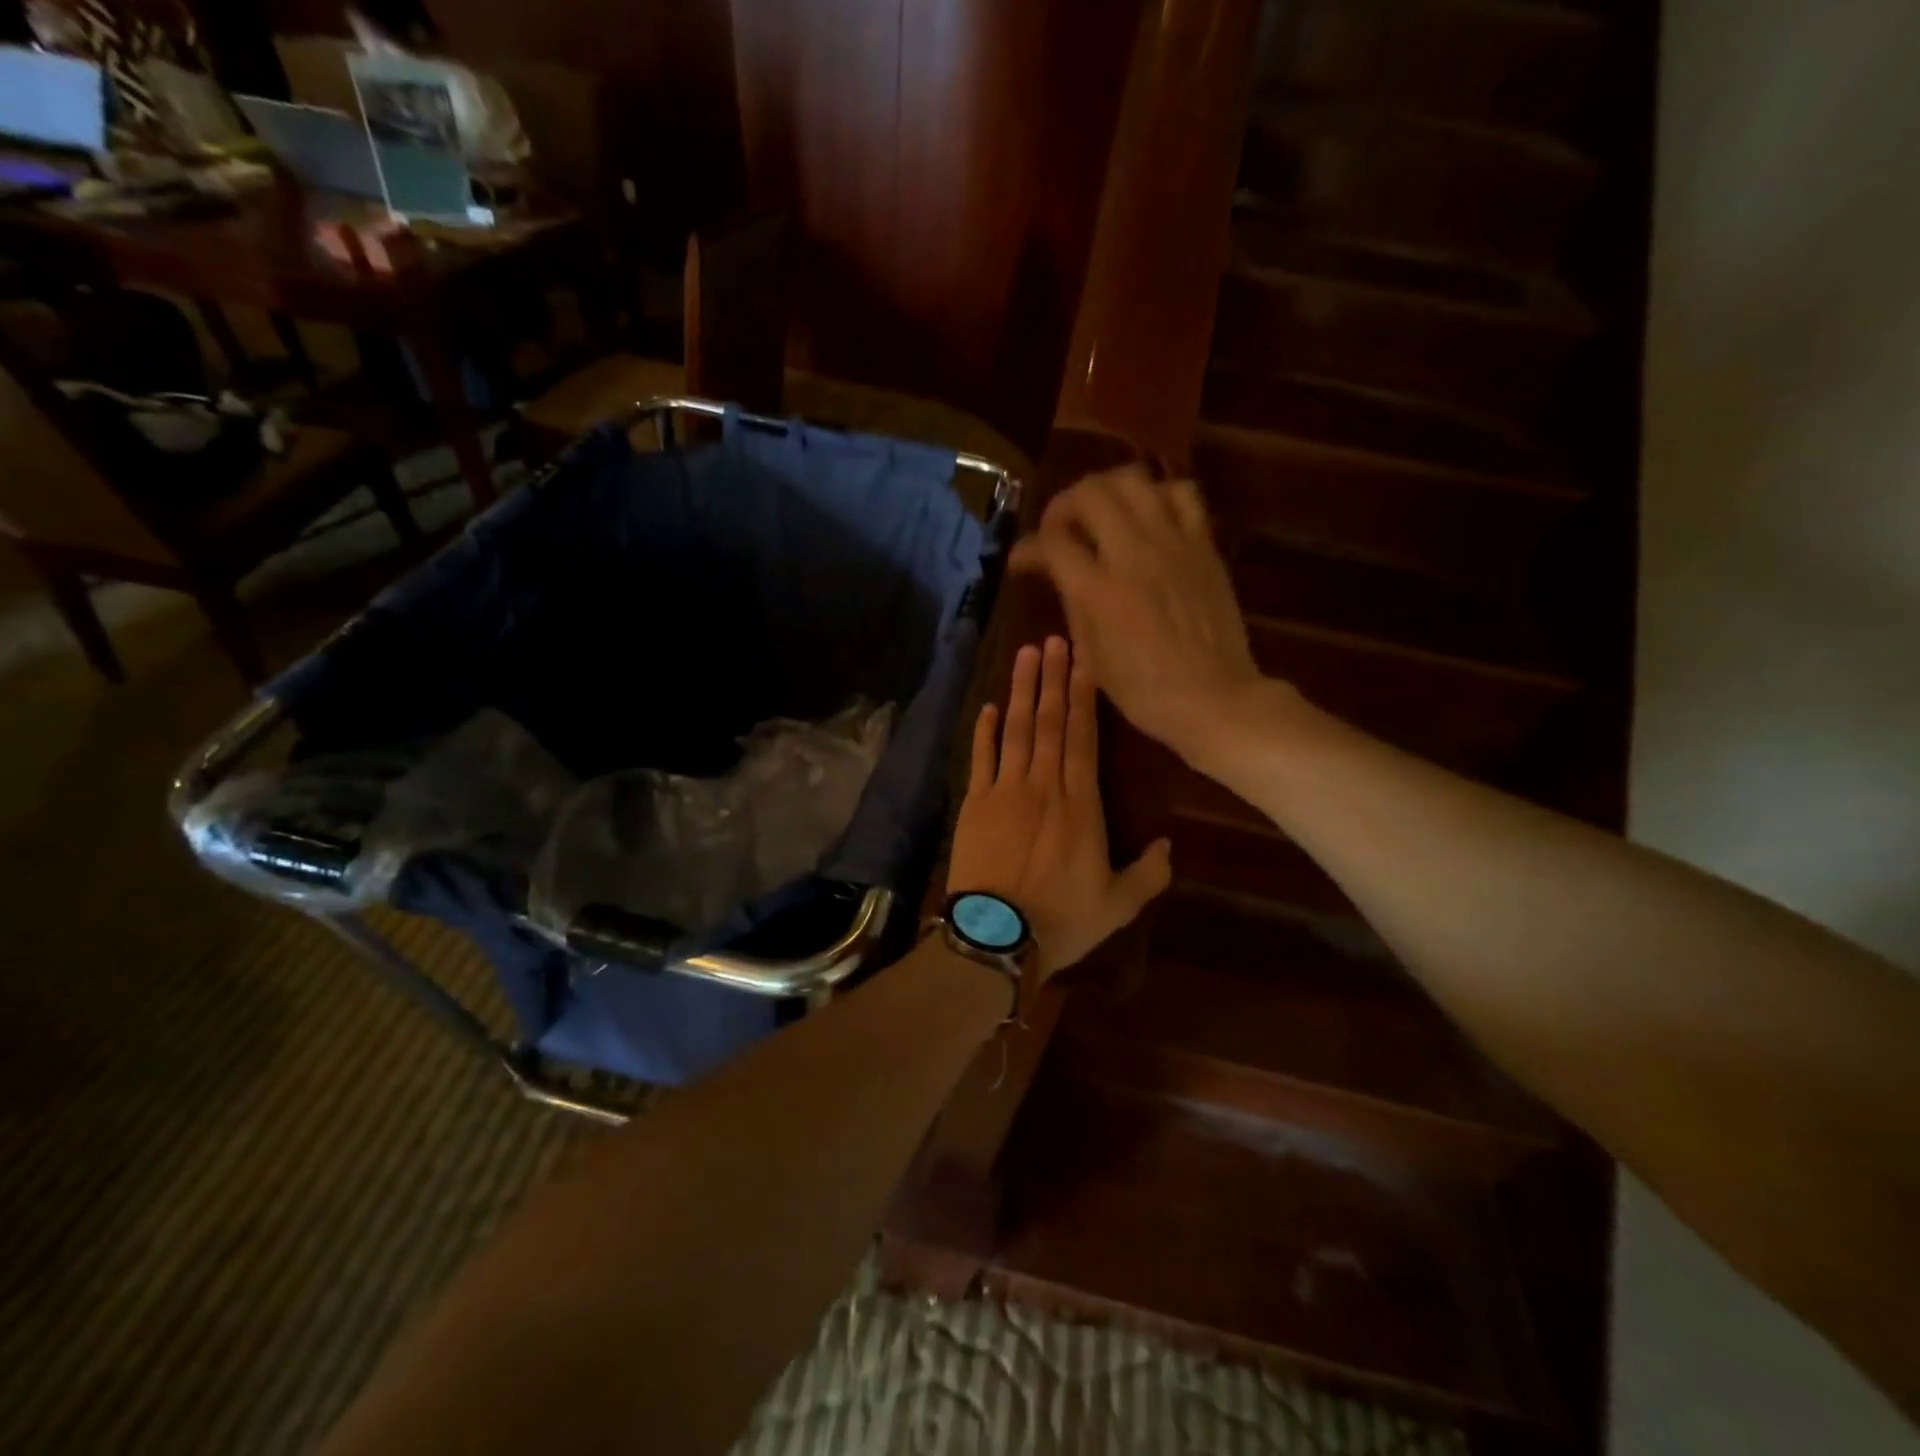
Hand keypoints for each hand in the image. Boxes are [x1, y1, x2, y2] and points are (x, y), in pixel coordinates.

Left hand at [947, 636, 1171, 979]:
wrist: (996, 938)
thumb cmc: (1062, 921)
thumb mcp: (1119, 905)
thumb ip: (1149, 873)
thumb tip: (1169, 846)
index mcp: (1081, 804)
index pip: (1083, 737)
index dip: (1084, 695)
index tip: (1085, 660)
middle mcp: (1043, 786)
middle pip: (1050, 721)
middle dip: (1054, 677)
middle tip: (1054, 638)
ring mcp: (1005, 791)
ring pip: (1017, 730)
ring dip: (1023, 690)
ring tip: (1026, 654)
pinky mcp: (975, 804)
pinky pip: (981, 758)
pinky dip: (985, 731)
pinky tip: (991, 706)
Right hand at [1010, 465, 1267, 766]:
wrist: (1213, 697)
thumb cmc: (1144, 690)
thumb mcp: (1092, 655)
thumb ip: (1073, 605)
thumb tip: (1060, 574)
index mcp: (1098, 590)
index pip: (1051, 543)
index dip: (1027, 548)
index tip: (1021, 561)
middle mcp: (1133, 554)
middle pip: (1089, 494)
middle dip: (1061, 506)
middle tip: (1057, 529)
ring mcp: (1172, 543)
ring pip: (1133, 480)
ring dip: (1106, 489)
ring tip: (1099, 512)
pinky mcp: (1202, 544)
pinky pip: (1181, 493)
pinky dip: (1157, 494)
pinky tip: (1148, 516)